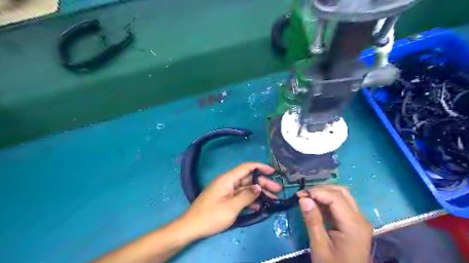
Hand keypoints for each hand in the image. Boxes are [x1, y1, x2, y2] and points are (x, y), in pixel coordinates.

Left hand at [180, 162, 281, 238]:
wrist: (191, 227)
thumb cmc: (211, 216)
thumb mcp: (231, 207)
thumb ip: (247, 196)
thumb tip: (258, 188)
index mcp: (228, 179)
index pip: (246, 167)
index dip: (260, 167)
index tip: (273, 171)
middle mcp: (228, 181)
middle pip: (248, 178)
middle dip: (263, 183)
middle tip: (278, 190)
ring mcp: (226, 190)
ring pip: (246, 187)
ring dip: (258, 192)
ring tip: (273, 198)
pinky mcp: (225, 198)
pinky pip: (240, 195)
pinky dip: (250, 199)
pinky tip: (259, 205)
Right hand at [298, 185, 371, 262]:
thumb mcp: (319, 245)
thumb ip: (312, 220)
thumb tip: (303, 198)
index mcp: (353, 225)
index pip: (335, 198)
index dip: (317, 192)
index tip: (300, 195)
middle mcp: (360, 218)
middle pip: (341, 192)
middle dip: (321, 189)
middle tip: (304, 195)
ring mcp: (359, 220)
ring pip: (343, 195)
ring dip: (325, 192)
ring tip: (308, 198)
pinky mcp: (355, 223)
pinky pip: (342, 204)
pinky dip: (328, 200)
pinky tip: (316, 204)